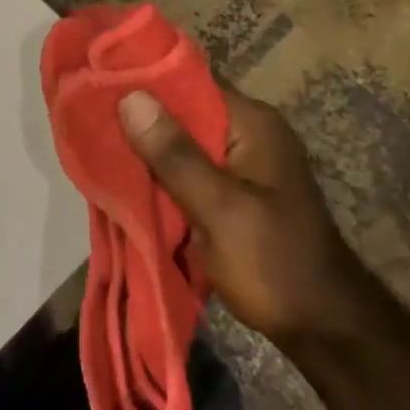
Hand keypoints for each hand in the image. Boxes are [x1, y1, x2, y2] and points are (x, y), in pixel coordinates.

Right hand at [118, 86, 365, 348]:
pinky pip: (188, 173)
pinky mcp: (233, 194)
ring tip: (94, 149)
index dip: (143, 82)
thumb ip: (174, 154)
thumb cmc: (274, 262)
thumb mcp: (220, 208)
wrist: (323, 327)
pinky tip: (125, 183)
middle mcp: (247, 134)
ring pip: (181, 146)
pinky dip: (160, 178)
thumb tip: (129, 97)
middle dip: (138, 122)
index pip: (188, 82)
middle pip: (181, 114)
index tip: (95, 85)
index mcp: (251, 124)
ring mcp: (241, 165)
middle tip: (86, 123)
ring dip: (146, 153)